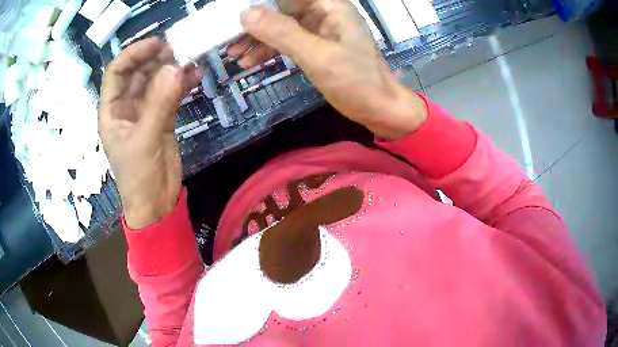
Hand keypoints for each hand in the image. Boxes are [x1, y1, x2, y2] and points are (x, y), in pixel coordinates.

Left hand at [99, 38, 199, 228]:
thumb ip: (159, 103)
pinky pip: (172, 94)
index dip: (133, 54)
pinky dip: (183, 84)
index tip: (157, 44)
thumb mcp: (145, 139)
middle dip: (156, 59)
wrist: (156, 204)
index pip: (117, 72)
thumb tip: (176, 68)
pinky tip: (196, 76)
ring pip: (157, 81)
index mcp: (112, 111)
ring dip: (172, 69)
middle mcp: (126, 107)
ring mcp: (146, 111)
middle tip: (179, 48)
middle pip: (138, 73)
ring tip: (190, 59)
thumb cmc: (139, 177)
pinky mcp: (163, 118)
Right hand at [228, 0, 427, 139]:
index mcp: (329, 6)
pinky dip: (270, 50)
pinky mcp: (317, 45)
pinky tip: (251, 62)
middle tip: (230, 41)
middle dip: (255, 25)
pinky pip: (287, 41)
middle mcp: (324, 12)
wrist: (379, 109)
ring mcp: (320, 29)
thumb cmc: (356, 82)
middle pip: (281, 9)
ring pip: (281, 26)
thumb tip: (246, 14)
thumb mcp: (317, 56)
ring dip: (258, 40)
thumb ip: (282, 33)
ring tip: (234, 56)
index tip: (236, 15)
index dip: (261, 3)